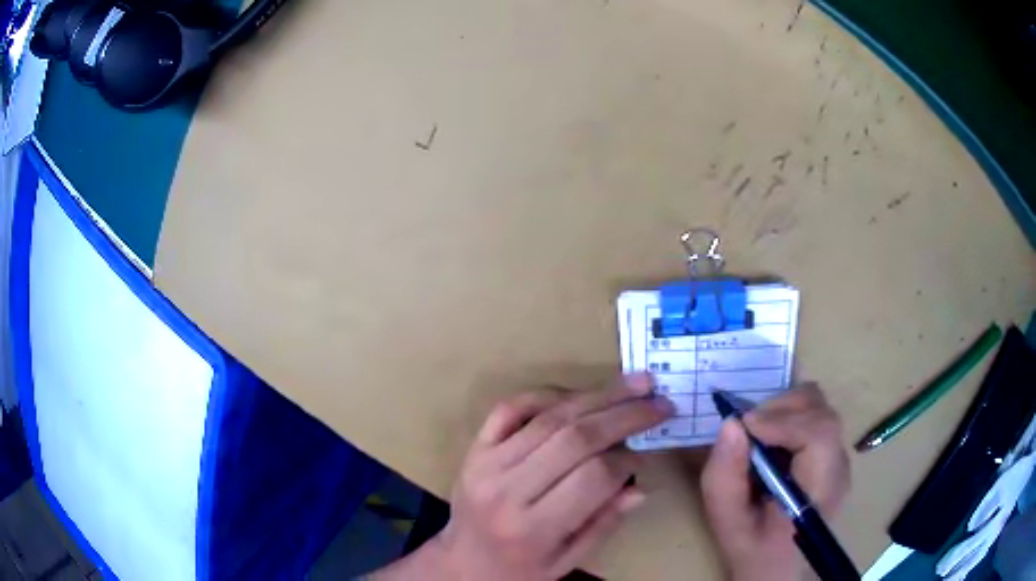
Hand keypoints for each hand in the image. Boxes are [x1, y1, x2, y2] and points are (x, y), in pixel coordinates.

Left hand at [428, 374, 673, 580]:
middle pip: (575, 438)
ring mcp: (485, 464)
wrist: (461, 563)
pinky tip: (577, 394)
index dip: (628, 459)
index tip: (647, 452)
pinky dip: (546, 394)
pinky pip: (510, 407)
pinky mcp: (474, 448)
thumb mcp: (566, 561)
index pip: (593, 477)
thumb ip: (603, 524)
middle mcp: (506, 489)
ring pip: (549, 417)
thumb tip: (640, 486)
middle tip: (659, 401)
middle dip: (625, 415)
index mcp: (532, 527)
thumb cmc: (519, 570)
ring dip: (597, 396)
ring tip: (634, 384)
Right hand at [700, 384, 850, 580]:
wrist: (782, 569)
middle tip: (748, 428)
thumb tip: (731, 424)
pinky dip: (791, 418)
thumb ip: (724, 477)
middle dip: (782, 409)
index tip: (745, 425)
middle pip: (822, 412)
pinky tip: (773, 443)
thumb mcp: (727, 522)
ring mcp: (841, 460)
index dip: (782, 421)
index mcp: (819, 492)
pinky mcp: (835, 455)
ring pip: (821, 409)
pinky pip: (817, 418)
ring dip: (786, 411)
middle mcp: (839, 469)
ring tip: (759, 434)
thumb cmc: (755, 550)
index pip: (819, 434)